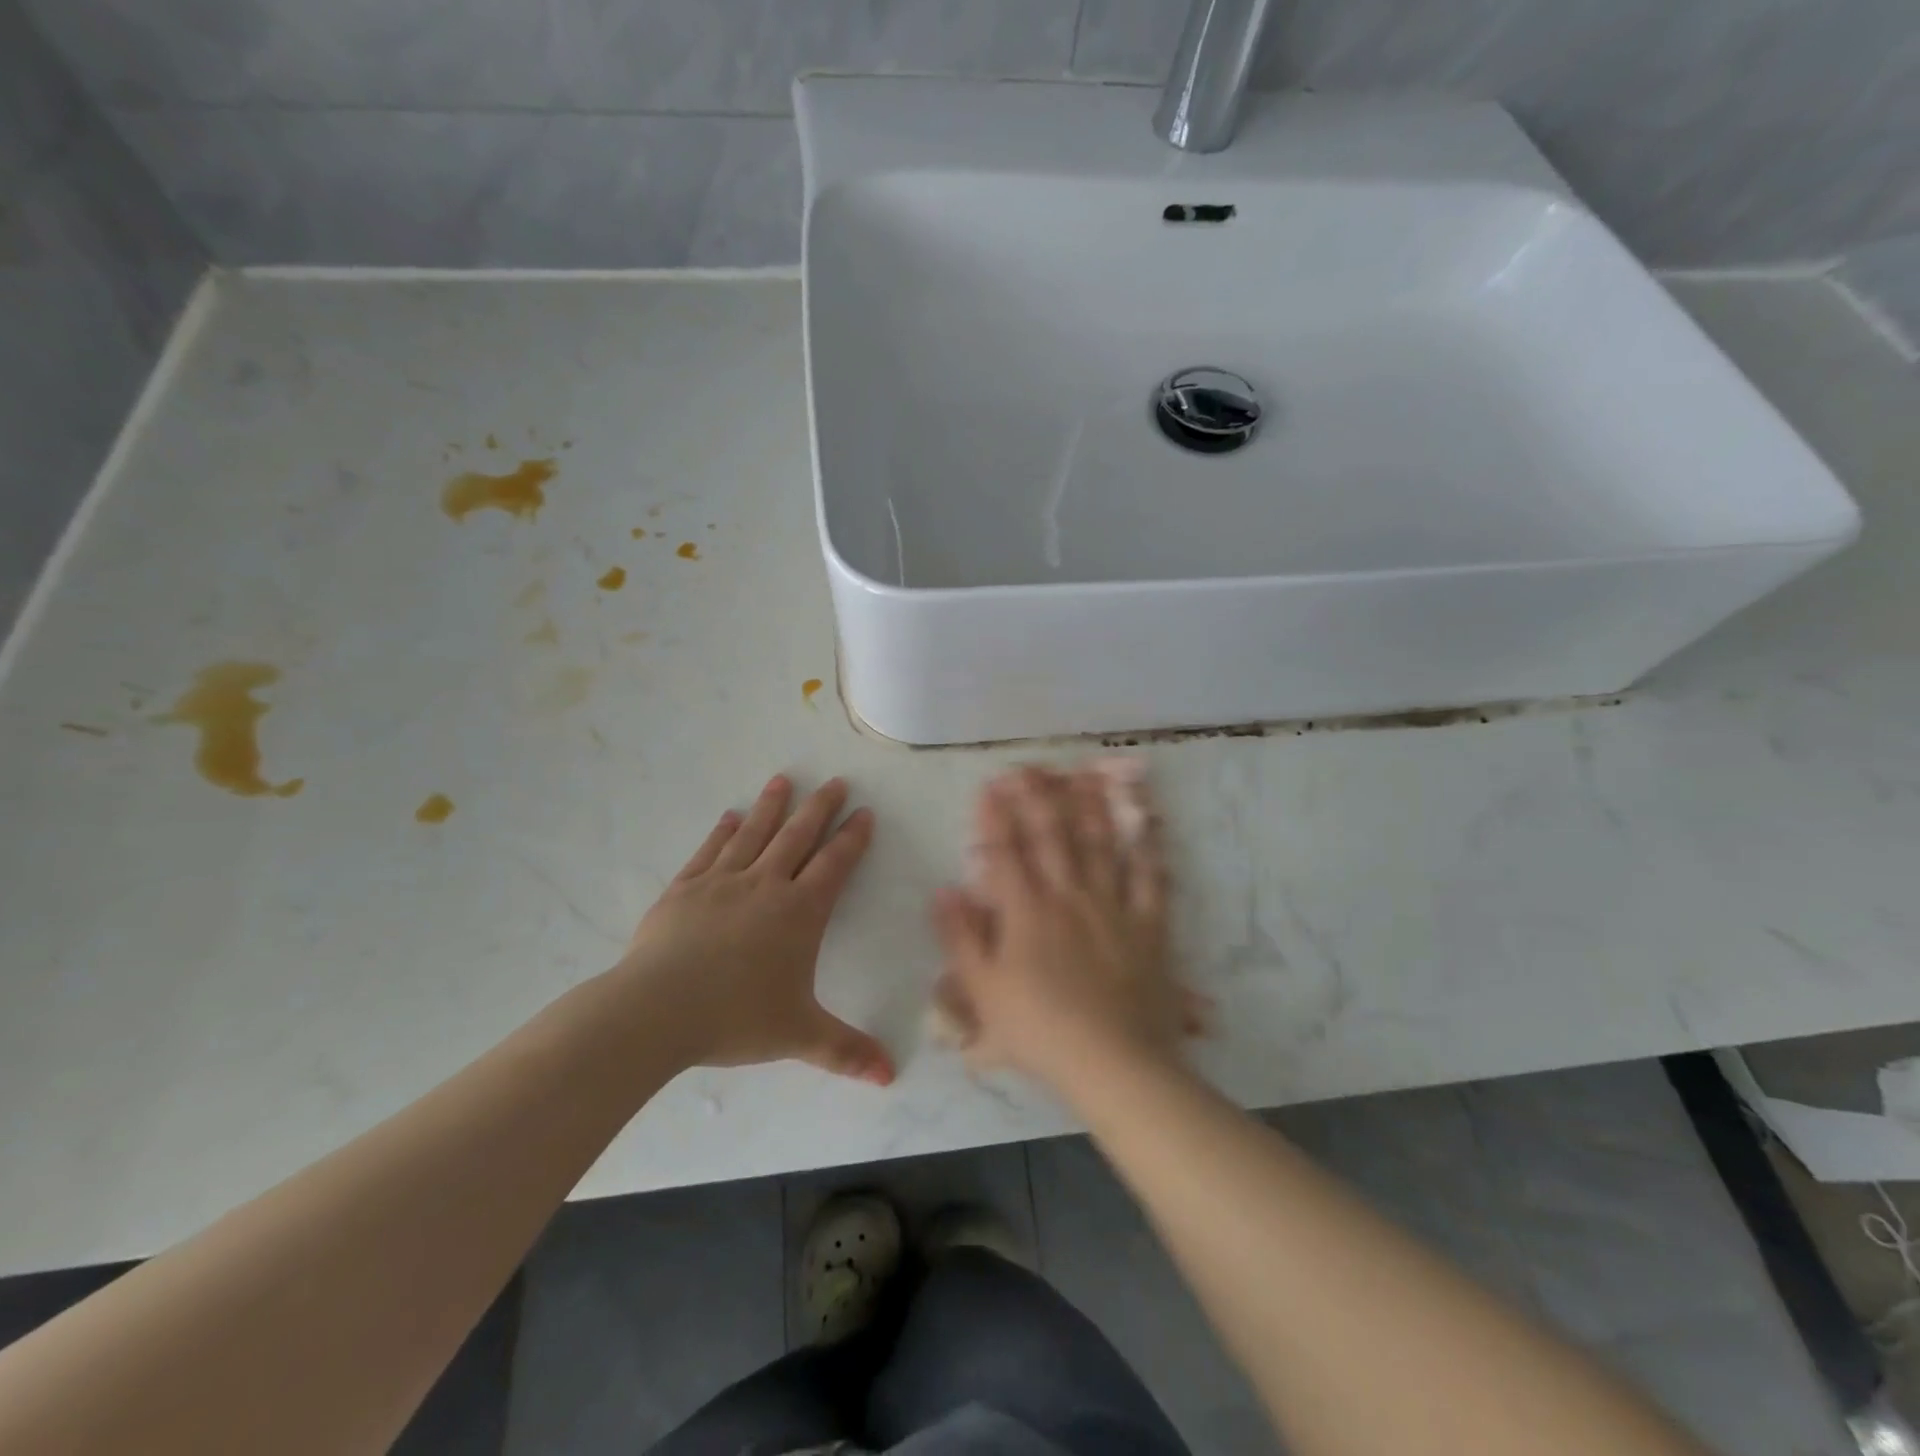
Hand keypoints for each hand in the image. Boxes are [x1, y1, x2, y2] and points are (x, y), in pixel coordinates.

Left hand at [616, 775, 894, 1085]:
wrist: (657, 1010)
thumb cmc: (736, 1018)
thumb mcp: (799, 1036)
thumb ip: (846, 1051)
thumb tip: (890, 1076)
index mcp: (799, 912)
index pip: (834, 864)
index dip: (852, 837)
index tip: (863, 812)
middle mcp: (765, 885)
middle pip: (798, 836)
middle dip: (819, 808)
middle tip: (833, 781)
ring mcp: (722, 882)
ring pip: (754, 834)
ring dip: (771, 806)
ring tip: (783, 780)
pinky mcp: (684, 889)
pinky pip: (709, 852)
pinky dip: (722, 832)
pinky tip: (730, 817)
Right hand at [931, 764, 1188, 1091]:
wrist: (1112, 1061)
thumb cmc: (1039, 1030)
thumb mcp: (982, 991)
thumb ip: (960, 937)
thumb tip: (944, 890)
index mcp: (1025, 911)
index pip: (1005, 852)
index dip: (995, 816)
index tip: (990, 785)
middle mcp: (1068, 896)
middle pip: (1051, 836)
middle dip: (1037, 798)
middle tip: (1030, 767)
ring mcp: (1111, 907)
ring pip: (1100, 845)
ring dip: (1090, 806)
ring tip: (1084, 774)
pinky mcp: (1147, 925)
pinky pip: (1149, 878)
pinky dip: (1148, 848)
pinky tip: (1147, 822)